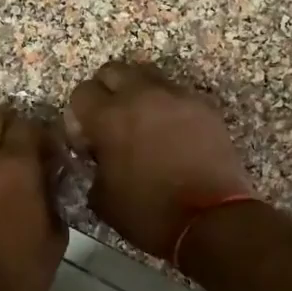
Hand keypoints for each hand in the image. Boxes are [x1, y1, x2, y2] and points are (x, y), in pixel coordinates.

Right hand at [65, 61, 253, 258]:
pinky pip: (177, 94)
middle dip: (106, 92)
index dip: (79, 115)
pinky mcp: (204, 107)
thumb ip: (92, 167)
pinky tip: (171, 134)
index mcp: (109, 118)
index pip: (81, 93)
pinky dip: (167, 107)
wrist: (211, 219)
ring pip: (148, 76)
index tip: (87, 138)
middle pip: (113, 71)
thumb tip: (96, 155)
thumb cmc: (149, 213)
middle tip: (110, 122)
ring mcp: (177, 97)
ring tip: (142, 122)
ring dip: (138, 93)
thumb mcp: (103, 199)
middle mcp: (141, 96)